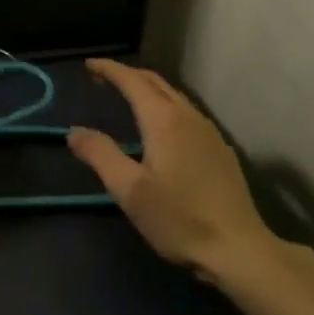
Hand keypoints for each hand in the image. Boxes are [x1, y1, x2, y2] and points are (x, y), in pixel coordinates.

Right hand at [67, 59, 294, 282]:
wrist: (238, 249)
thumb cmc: (178, 218)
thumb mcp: (129, 190)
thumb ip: (100, 155)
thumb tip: (75, 132)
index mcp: (163, 120)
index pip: (132, 81)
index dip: (109, 69)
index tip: (88, 65)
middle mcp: (188, 116)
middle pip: (155, 82)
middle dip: (127, 75)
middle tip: (102, 78)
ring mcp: (209, 132)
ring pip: (173, 95)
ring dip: (147, 89)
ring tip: (127, 97)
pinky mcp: (220, 149)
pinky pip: (186, 112)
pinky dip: (165, 105)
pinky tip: (161, 126)